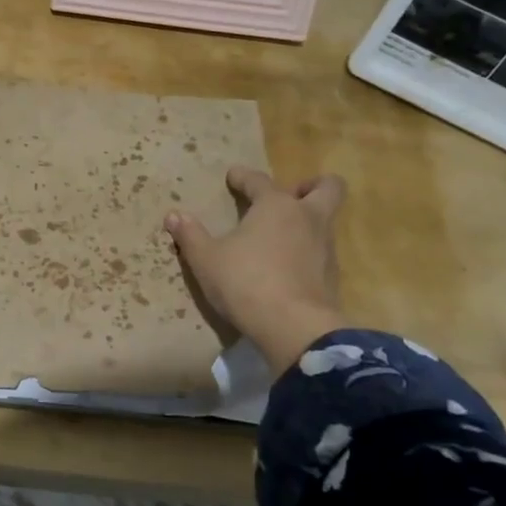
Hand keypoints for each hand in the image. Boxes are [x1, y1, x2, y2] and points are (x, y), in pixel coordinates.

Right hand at [164, 168, 347, 376]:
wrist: (294, 328)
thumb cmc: (245, 282)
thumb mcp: (206, 259)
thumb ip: (191, 235)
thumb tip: (174, 215)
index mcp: (276, 206)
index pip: (259, 180)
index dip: (243, 176)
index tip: (232, 177)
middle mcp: (307, 218)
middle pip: (327, 187)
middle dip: (310, 185)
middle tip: (290, 195)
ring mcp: (325, 247)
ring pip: (326, 220)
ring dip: (307, 221)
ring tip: (280, 235)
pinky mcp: (332, 276)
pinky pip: (321, 252)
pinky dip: (307, 251)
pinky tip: (286, 265)